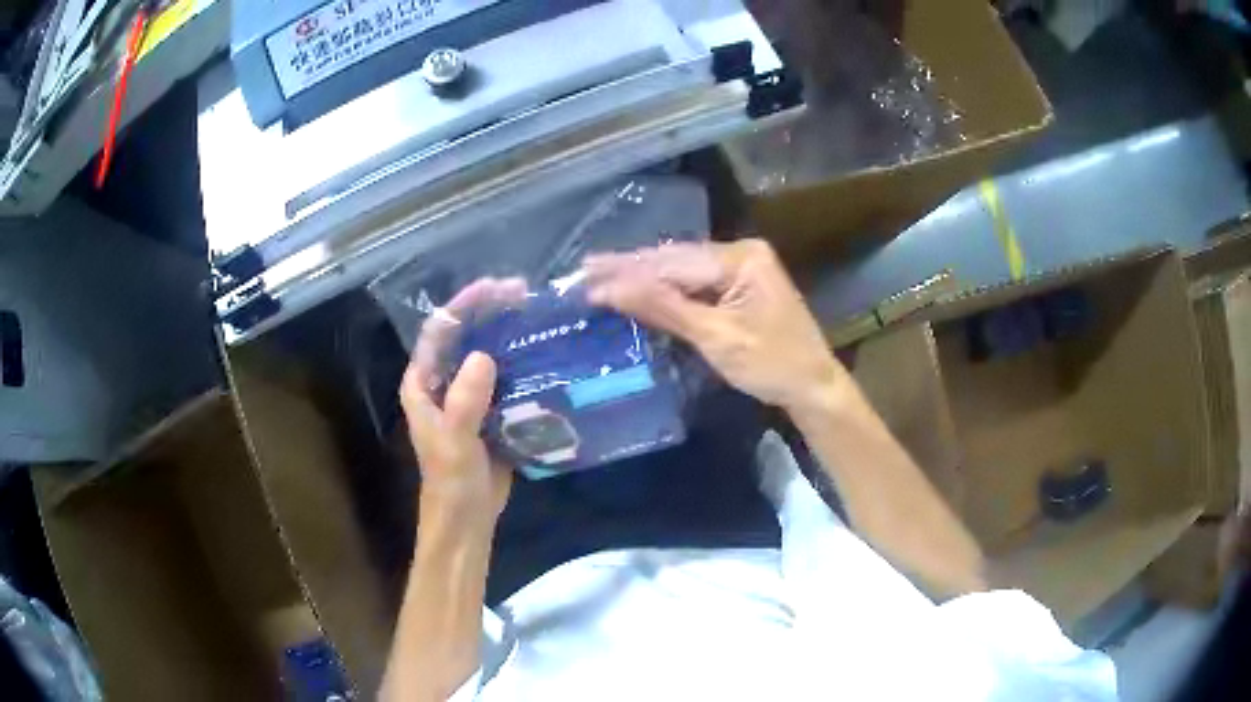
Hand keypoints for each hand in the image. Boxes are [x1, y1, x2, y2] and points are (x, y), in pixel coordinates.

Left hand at [401, 277, 526, 522]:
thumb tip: (484, 357)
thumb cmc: (451, 481)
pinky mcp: (491, 411)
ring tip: (538, 316)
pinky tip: (544, 353)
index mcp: (423, 384)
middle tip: (524, 295)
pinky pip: (505, 379)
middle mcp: (443, 383)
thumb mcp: (454, 442)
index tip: (494, 288)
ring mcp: (468, 396)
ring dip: (508, 336)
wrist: (469, 518)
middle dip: (489, 313)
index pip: (438, 332)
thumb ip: (464, 402)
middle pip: (464, 337)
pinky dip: (521, 365)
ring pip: (486, 355)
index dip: (462, 306)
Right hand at [584, 239, 847, 413]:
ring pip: (683, 270)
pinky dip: (666, 289)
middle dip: (631, 267)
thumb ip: (664, 307)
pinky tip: (639, 287)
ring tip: (601, 273)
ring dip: (644, 276)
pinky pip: (696, 283)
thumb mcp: (716, 337)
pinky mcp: (740, 287)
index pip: (673, 263)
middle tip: (585, 268)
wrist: (813, 387)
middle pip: (676, 260)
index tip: (587, 275)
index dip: (628, 271)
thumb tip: (611, 288)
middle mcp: (741, 253)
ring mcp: (742, 268)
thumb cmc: (771, 365)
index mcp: (741, 258)